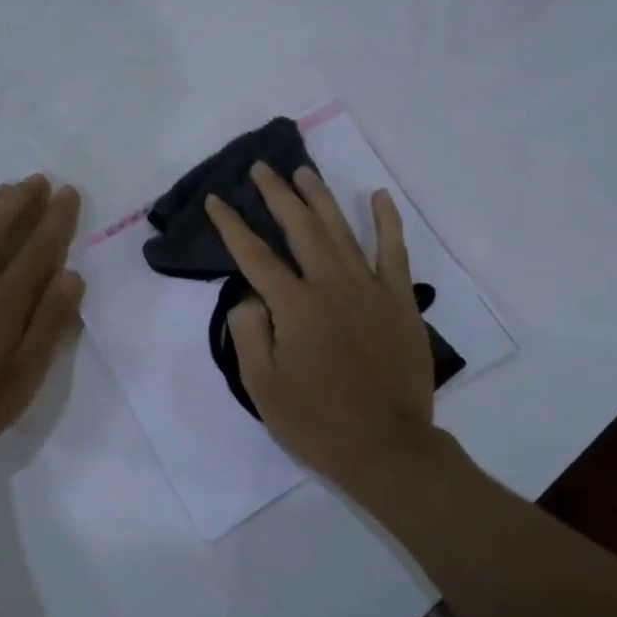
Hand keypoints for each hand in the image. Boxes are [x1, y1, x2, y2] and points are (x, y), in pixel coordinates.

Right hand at [205, 164, 442, 491]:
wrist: (388, 448)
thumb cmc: (318, 422)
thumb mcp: (263, 387)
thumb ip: (248, 333)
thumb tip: (249, 296)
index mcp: (295, 306)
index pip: (254, 255)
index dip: (231, 225)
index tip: (216, 199)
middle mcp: (331, 286)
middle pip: (300, 228)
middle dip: (277, 195)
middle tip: (261, 168)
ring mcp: (370, 290)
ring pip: (341, 231)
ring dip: (320, 198)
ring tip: (303, 172)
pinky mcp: (400, 301)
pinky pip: (394, 253)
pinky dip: (387, 222)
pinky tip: (379, 197)